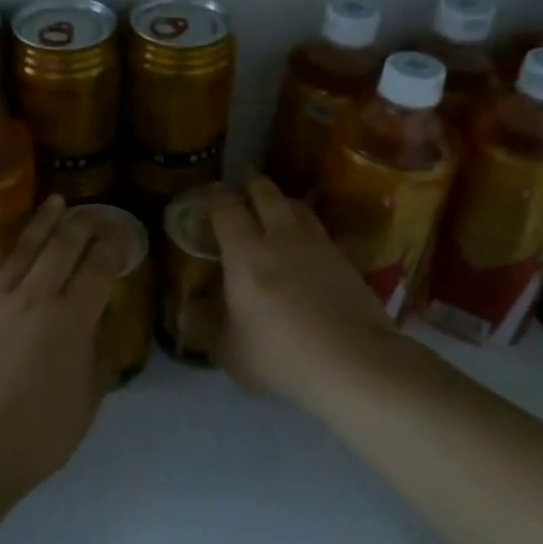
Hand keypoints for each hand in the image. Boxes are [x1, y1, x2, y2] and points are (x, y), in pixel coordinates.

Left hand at [0, 195, 125, 500]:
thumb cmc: (34, 439)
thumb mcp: (85, 405)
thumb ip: (97, 359)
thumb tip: (101, 325)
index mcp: (72, 321)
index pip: (100, 268)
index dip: (114, 245)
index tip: (121, 232)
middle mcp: (36, 297)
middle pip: (64, 248)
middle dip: (84, 225)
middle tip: (94, 214)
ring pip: (23, 247)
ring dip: (43, 221)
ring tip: (57, 201)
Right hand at [207, 176, 395, 411]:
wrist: (354, 362)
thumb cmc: (280, 356)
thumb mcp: (230, 350)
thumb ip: (207, 326)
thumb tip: (188, 311)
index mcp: (245, 253)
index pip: (226, 209)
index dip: (214, 197)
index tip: (209, 192)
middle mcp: (281, 238)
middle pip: (266, 194)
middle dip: (251, 183)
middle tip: (244, 180)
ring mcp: (318, 245)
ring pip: (298, 207)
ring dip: (282, 200)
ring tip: (276, 204)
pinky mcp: (346, 260)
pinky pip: (319, 231)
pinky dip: (307, 227)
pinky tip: (306, 243)